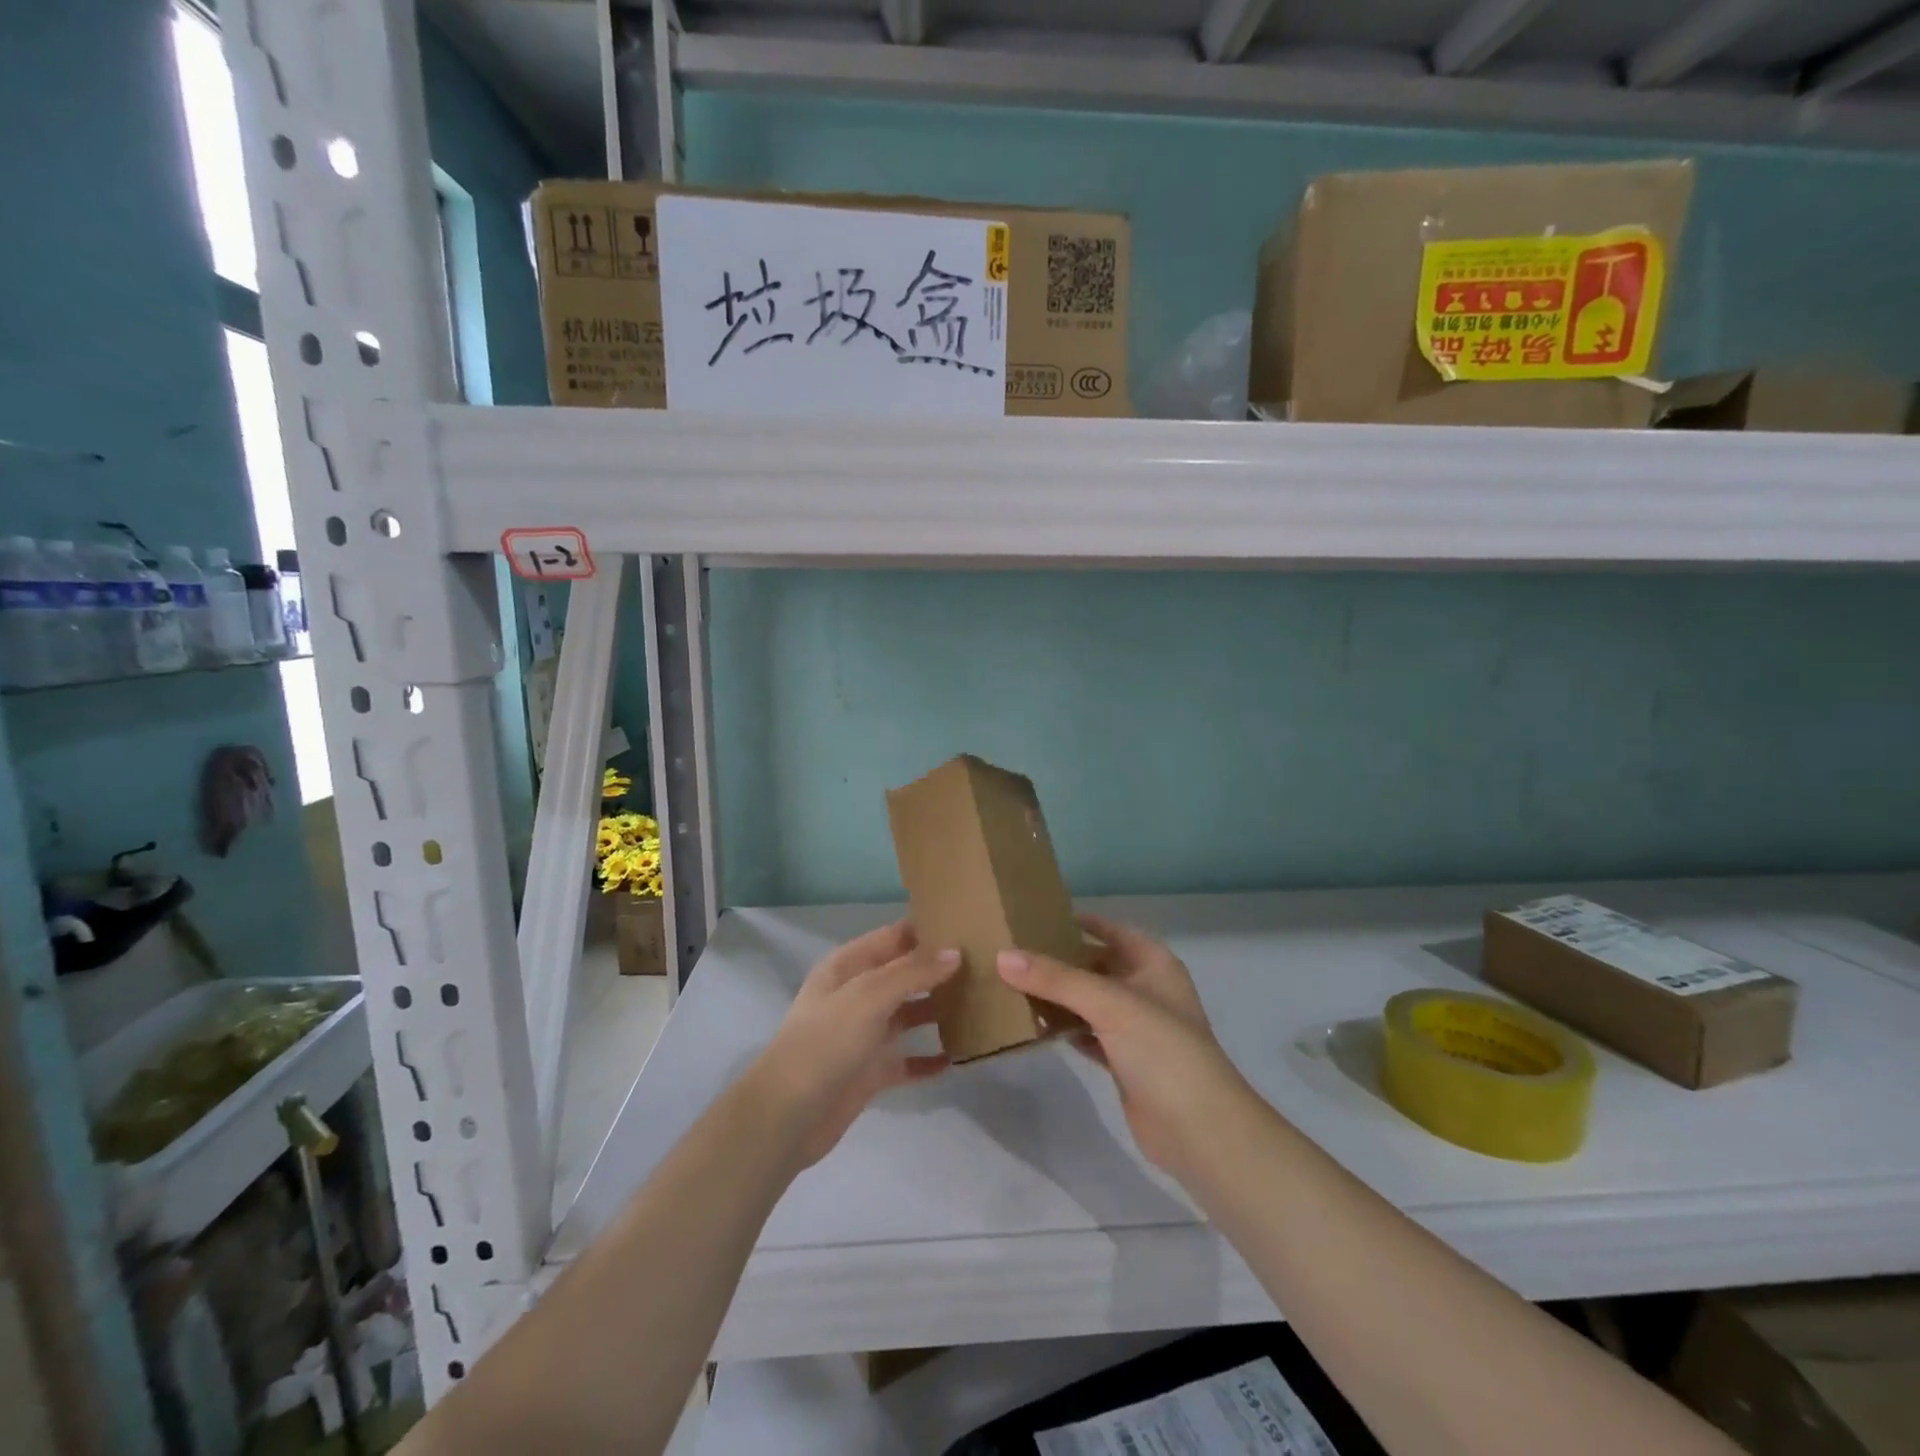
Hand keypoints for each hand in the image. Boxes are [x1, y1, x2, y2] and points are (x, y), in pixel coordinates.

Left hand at [752, 921, 958, 1169]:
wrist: (788, 1115)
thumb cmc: (826, 1042)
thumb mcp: (869, 995)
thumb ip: (913, 972)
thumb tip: (955, 952)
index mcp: (848, 966)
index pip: (894, 937)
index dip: (927, 931)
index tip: (969, 928)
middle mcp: (857, 995)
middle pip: (904, 974)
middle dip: (938, 970)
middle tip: (984, 966)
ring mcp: (863, 1034)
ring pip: (908, 1015)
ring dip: (937, 1011)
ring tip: (980, 1005)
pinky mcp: (870, 1072)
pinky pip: (906, 1060)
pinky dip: (928, 1059)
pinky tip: (956, 1058)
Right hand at [998, 915, 1250, 1178]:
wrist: (1200, 1130)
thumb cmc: (1163, 1050)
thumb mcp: (1109, 1003)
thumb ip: (1056, 979)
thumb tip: (1002, 956)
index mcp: (1154, 964)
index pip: (1113, 931)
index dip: (1081, 922)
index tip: (1038, 918)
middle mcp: (1147, 990)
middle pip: (1097, 966)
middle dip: (1061, 961)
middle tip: (1014, 953)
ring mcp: (1137, 1029)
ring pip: (1090, 1002)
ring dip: (1059, 997)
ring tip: (1014, 985)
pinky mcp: (1125, 1062)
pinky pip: (1088, 1034)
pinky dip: (1065, 1029)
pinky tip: (1035, 1026)